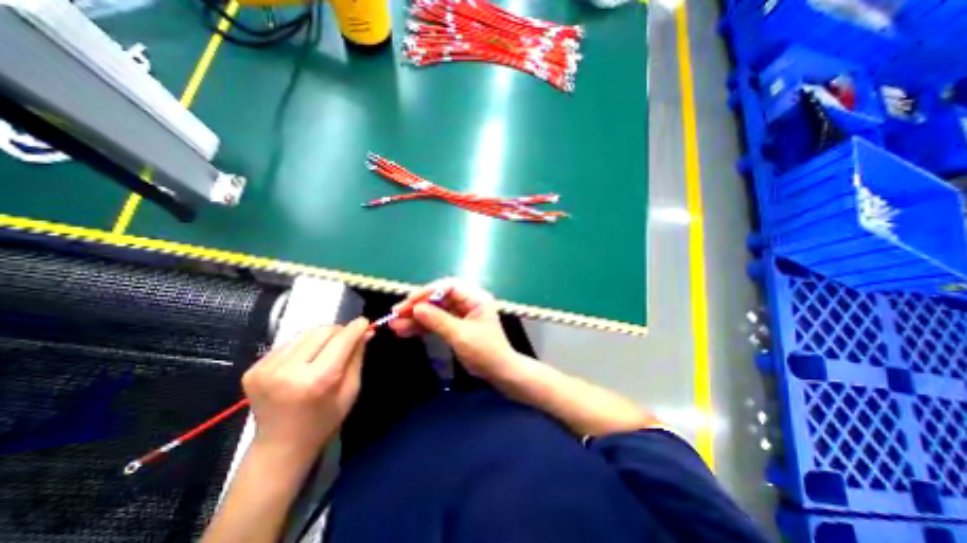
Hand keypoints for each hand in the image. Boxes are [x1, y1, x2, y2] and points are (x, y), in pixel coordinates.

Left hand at [243, 317, 370, 462]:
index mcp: (316, 380)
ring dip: (321, 336)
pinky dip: (304, 344)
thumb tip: (365, 331)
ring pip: (305, 333)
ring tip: (327, 349)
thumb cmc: (324, 420)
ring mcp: (266, 369)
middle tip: (347, 339)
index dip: (355, 328)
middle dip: (339, 331)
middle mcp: (288, 371)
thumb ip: (357, 357)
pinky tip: (306, 359)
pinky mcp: (254, 368)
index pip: (341, 340)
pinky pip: (289, 342)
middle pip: (322, 331)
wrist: (280, 446)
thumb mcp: (351, 390)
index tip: (365, 322)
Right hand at [388, 279, 520, 380]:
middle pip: (439, 298)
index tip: (409, 302)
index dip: (427, 292)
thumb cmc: (485, 351)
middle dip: (418, 306)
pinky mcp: (455, 325)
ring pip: (435, 311)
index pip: (448, 287)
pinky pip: (436, 322)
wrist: (499, 372)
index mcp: (475, 298)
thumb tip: (416, 308)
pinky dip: (422, 327)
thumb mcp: (461, 335)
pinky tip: (405, 332)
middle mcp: (468, 302)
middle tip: (396, 314)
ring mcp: (461, 314)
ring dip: (416, 318)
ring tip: (395, 325)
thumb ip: (438, 320)